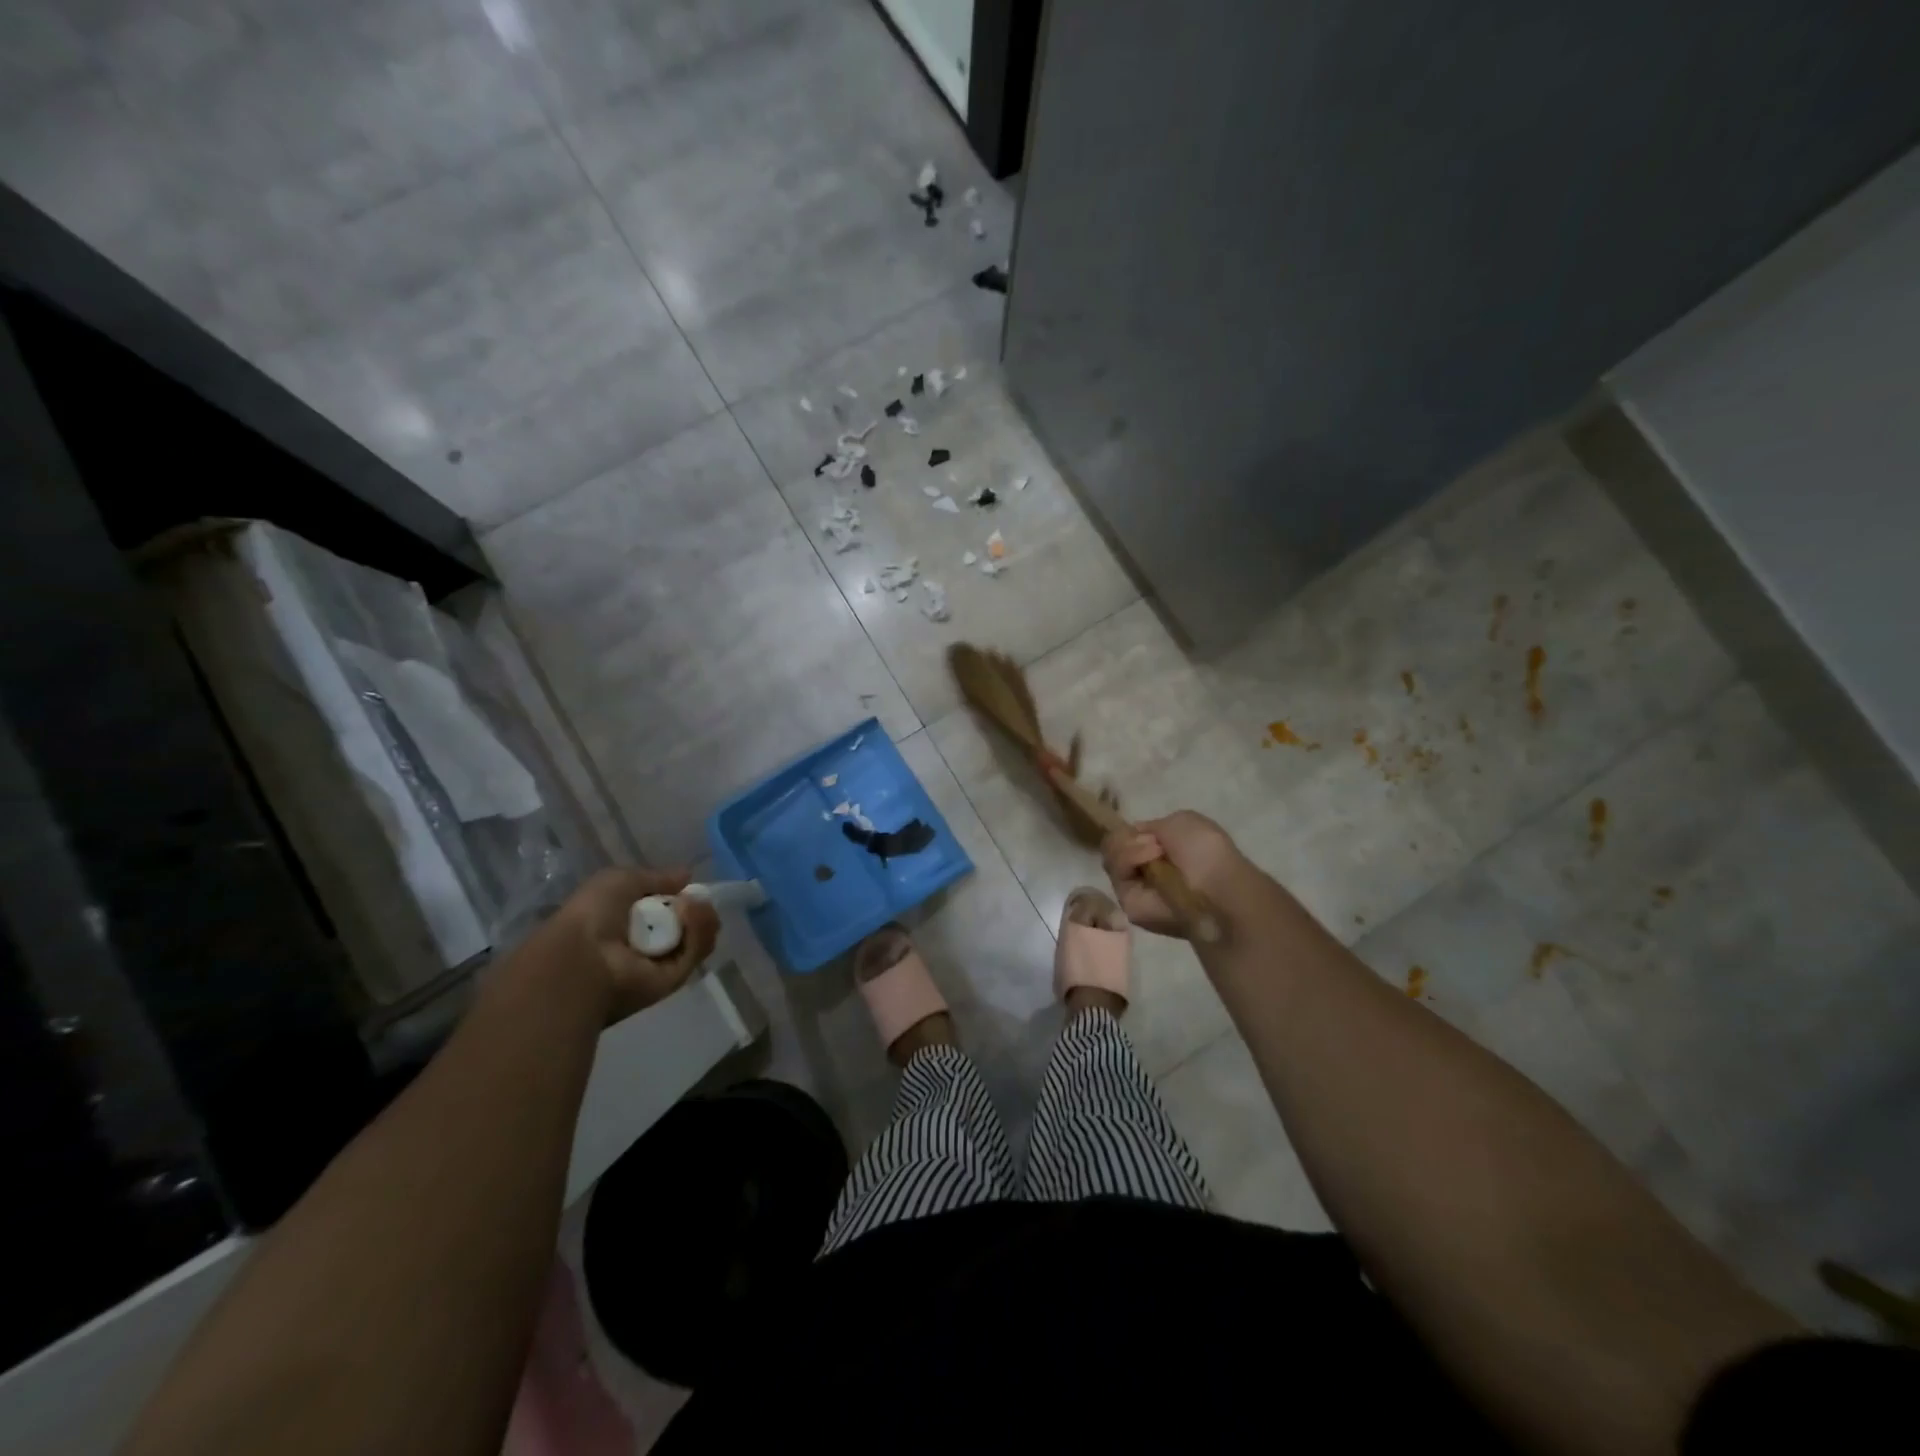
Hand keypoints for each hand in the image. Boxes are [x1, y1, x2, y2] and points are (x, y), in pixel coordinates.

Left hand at [527, 867, 720, 1024]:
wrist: (583, 957)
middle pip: (690, 926)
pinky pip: (695, 952)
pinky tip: (691, 914)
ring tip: (691, 905)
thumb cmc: (593, 914)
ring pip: (698, 938)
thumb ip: (656, 878)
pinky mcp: (674, 980)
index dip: (683, 897)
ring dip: (701, 918)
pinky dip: (699, 932)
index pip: (669, 911)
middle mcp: (648, 944)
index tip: (689, 887)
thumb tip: (687, 876)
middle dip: (699, 910)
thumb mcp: (621, 880)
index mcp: (631, 923)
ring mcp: (662, 964)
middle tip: (698, 900)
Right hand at [1101, 810, 1251, 938]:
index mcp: (1157, 852)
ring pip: (1110, 857)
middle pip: (1113, 846)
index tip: (1148, 832)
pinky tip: (1150, 861)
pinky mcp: (1127, 904)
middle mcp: (1143, 870)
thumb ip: (1152, 826)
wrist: (1217, 887)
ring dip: (1131, 847)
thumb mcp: (1182, 821)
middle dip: (1130, 838)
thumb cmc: (1206, 851)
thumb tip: (1135, 838)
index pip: (1125, 838)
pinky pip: (1115, 872)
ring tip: (1157, 852)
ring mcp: (1133, 888)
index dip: (1130, 831)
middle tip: (1156, 844)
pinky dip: (1129, 859)